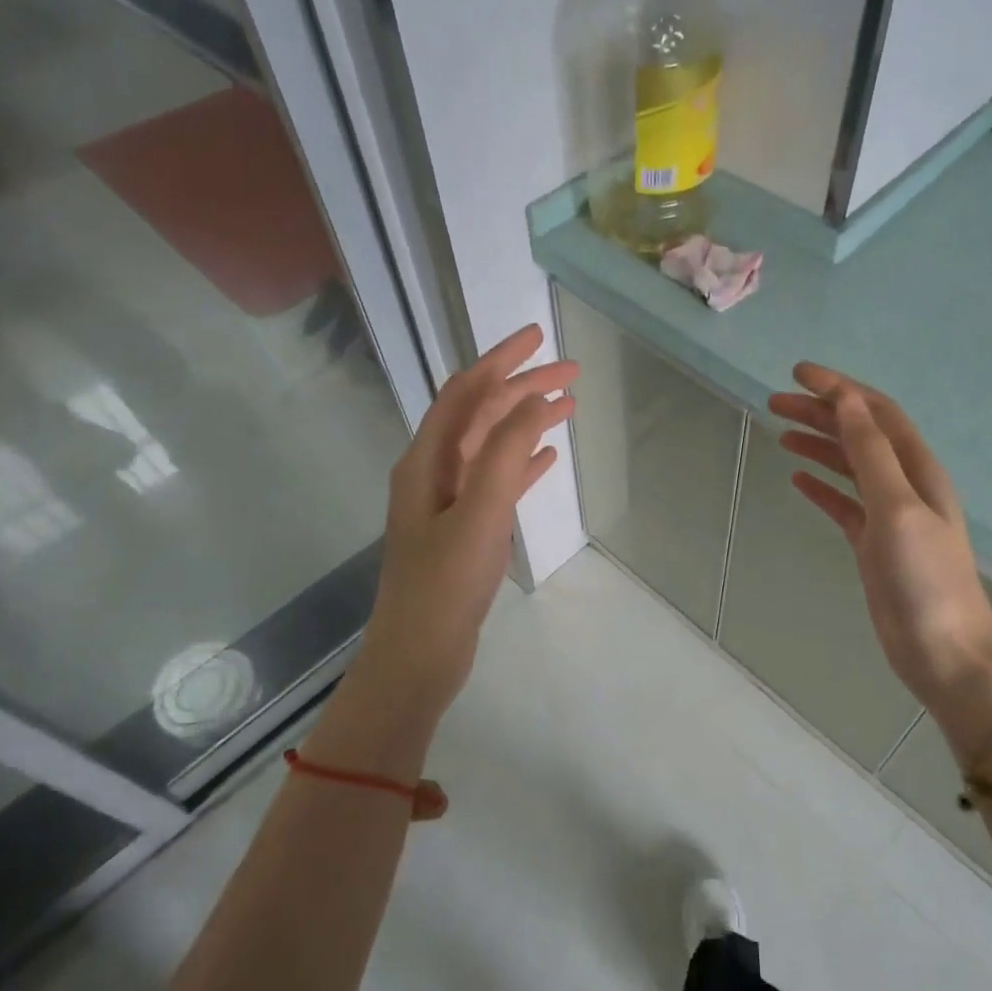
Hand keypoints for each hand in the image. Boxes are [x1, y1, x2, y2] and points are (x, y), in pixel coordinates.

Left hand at [352, 325, 575, 723]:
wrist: (419, 654)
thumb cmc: (446, 584)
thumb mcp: (479, 513)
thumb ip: (505, 453)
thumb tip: (534, 400)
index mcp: (427, 460)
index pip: (464, 392)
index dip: (500, 359)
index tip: (540, 336)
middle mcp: (432, 471)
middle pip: (480, 414)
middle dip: (522, 388)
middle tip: (572, 374)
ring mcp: (447, 502)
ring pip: (491, 445)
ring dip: (525, 422)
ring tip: (567, 408)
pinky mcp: (463, 529)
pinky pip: (496, 481)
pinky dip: (521, 463)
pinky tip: (547, 459)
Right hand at [768, 364, 991, 727]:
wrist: (943, 651)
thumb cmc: (924, 578)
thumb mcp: (897, 508)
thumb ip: (871, 454)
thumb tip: (846, 402)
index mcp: (916, 469)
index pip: (875, 413)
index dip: (839, 389)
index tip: (797, 373)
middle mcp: (904, 485)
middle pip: (858, 435)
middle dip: (821, 412)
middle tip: (774, 402)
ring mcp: (888, 516)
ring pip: (848, 466)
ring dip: (818, 444)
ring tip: (780, 432)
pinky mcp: (872, 545)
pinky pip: (842, 503)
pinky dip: (821, 486)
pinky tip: (797, 478)